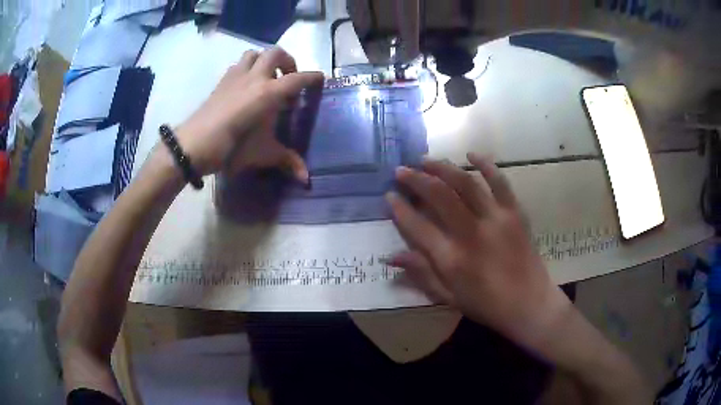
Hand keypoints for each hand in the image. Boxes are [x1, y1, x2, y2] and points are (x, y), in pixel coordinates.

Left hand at [175, 47, 323, 180]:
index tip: (320, 79)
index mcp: (268, 92)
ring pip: (254, 54)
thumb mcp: (263, 154)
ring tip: (267, 78)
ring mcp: (235, 76)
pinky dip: (246, 69)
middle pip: (275, 53)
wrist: (194, 145)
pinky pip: (237, 65)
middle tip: (289, 79)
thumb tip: (306, 179)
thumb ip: (287, 161)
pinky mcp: (221, 82)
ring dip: (264, 61)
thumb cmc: (232, 147)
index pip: (297, 78)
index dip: (312, 78)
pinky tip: (245, 87)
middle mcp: (254, 77)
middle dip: (288, 62)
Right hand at [387, 153, 569, 349]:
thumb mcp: (448, 298)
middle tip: (402, 170)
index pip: (418, 226)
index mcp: (452, 259)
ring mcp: (496, 219)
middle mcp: (472, 233)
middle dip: (416, 179)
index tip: (389, 195)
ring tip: (426, 160)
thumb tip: (391, 256)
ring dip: (443, 167)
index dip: (400, 209)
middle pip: (439, 195)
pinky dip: (486, 164)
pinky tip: (471, 154)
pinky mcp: (515, 212)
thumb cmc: (487, 305)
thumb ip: (421, 274)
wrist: (529, 304)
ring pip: (466, 182)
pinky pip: (500, 182)